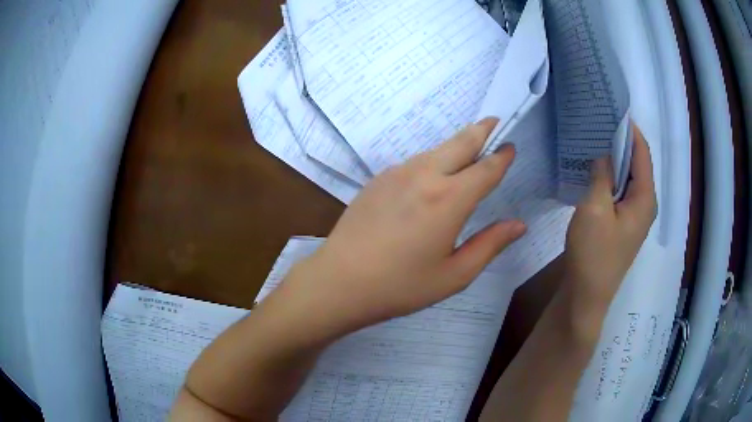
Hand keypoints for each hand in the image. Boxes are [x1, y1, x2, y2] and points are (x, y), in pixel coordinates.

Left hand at [285, 118, 525, 332]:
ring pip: (435, 150)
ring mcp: (397, 173)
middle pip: (460, 143)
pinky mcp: (378, 179)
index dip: (502, 157)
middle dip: (480, 131)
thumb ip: (490, 245)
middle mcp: (424, 175)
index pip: (485, 169)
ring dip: (455, 145)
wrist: (339, 281)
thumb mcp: (454, 274)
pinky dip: (431, 160)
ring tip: (468, 146)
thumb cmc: (400, 285)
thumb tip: (519, 225)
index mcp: (449, 199)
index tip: (511, 147)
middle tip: (493, 121)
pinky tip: (430, 175)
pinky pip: (413, 162)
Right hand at [563, 123, 657, 333]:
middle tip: (599, 122)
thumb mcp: (594, 208)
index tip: (612, 109)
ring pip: (628, 178)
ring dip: (615, 160)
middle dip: (621, 142)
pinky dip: (611, 177)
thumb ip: (602, 175)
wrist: (587, 295)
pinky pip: (621, 192)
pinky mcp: (624, 224)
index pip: (642, 153)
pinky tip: (595, 171)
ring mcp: (635, 216)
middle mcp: (645, 204)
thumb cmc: (594, 253)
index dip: (630, 130)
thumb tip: (604, 151)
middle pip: (637, 164)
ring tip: (595, 141)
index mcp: (645, 198)